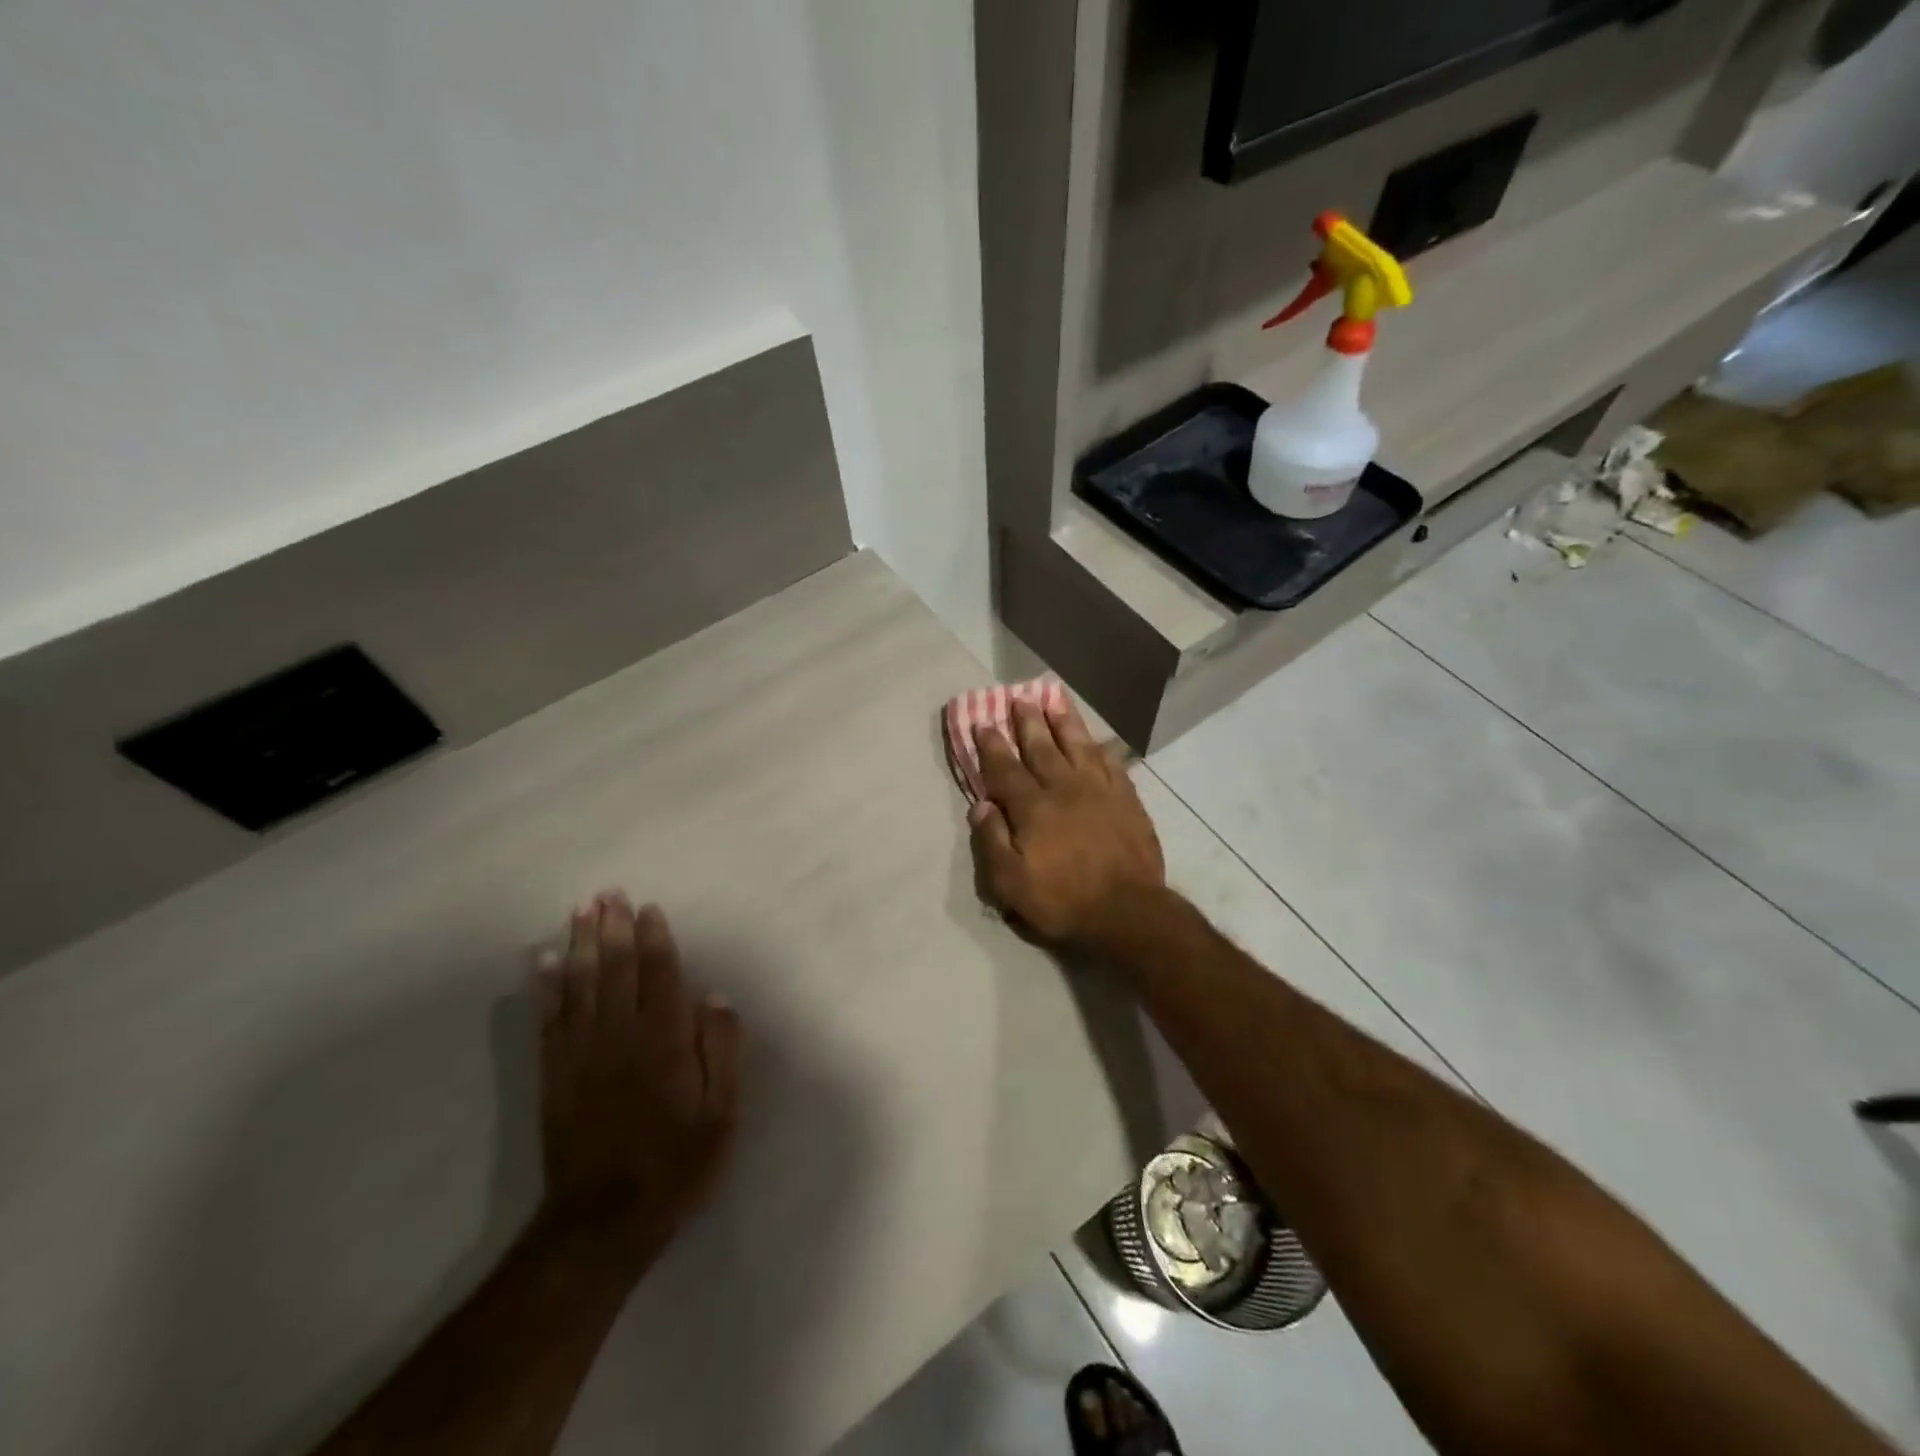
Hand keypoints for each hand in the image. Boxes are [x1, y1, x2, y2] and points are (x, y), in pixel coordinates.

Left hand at [533, 894, 741, 1274]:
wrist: (604, 1222)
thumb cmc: (677, 1164)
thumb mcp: (722, 1113)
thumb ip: (722, 1050)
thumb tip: (714, 996)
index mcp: (664, 1043)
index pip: (659, 976)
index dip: (654, 939)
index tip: (649, 908)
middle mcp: (620, 1038)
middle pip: (616, 970)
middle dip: (613, 928)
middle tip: (608, 892)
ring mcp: (582, 1055)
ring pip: (581, 986)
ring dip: (581, 944)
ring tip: (581, 909)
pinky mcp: (555, 1075)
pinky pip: (549, 1021)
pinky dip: (547, 988)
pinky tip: (545, 961)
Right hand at [969, 697, 1166, 951]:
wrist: (1128, 912)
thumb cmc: (1063, 900)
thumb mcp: (1011, 883)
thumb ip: (992, 841)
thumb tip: (980, 804)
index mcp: (1032, 807)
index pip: (1006, 769)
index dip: (992, 745)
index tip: (983, 723)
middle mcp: (1064, 788)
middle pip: (1041, 747)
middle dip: (1027, 721)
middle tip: (1019, 697)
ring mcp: (1099, 790)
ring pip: (1077, 745)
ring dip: (1063, 721)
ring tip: (1054, 699)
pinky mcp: (1126, 799)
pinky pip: (1110, 762)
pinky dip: (1099, 747)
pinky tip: (1094, 739)